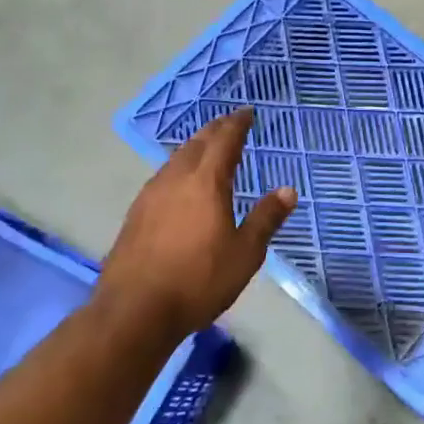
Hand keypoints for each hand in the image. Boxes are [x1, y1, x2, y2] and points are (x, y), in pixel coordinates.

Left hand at [99, 108, 296, 337]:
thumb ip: (266, 218)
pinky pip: (163, 176)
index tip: (247, 113)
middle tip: (229, 124)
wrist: (135, 310)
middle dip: (215, 130)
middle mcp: (176, 179)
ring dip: (194, 147)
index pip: (224, 141)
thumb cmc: (198, 280)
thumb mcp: (245, 253)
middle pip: (196, 144)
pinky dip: (179, 168)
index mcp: (206, 182)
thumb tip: (288, 190)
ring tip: (207, 148)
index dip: (237, 124)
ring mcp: (150, 195)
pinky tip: (180, 183)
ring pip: (176, 158)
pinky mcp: (136, 214)